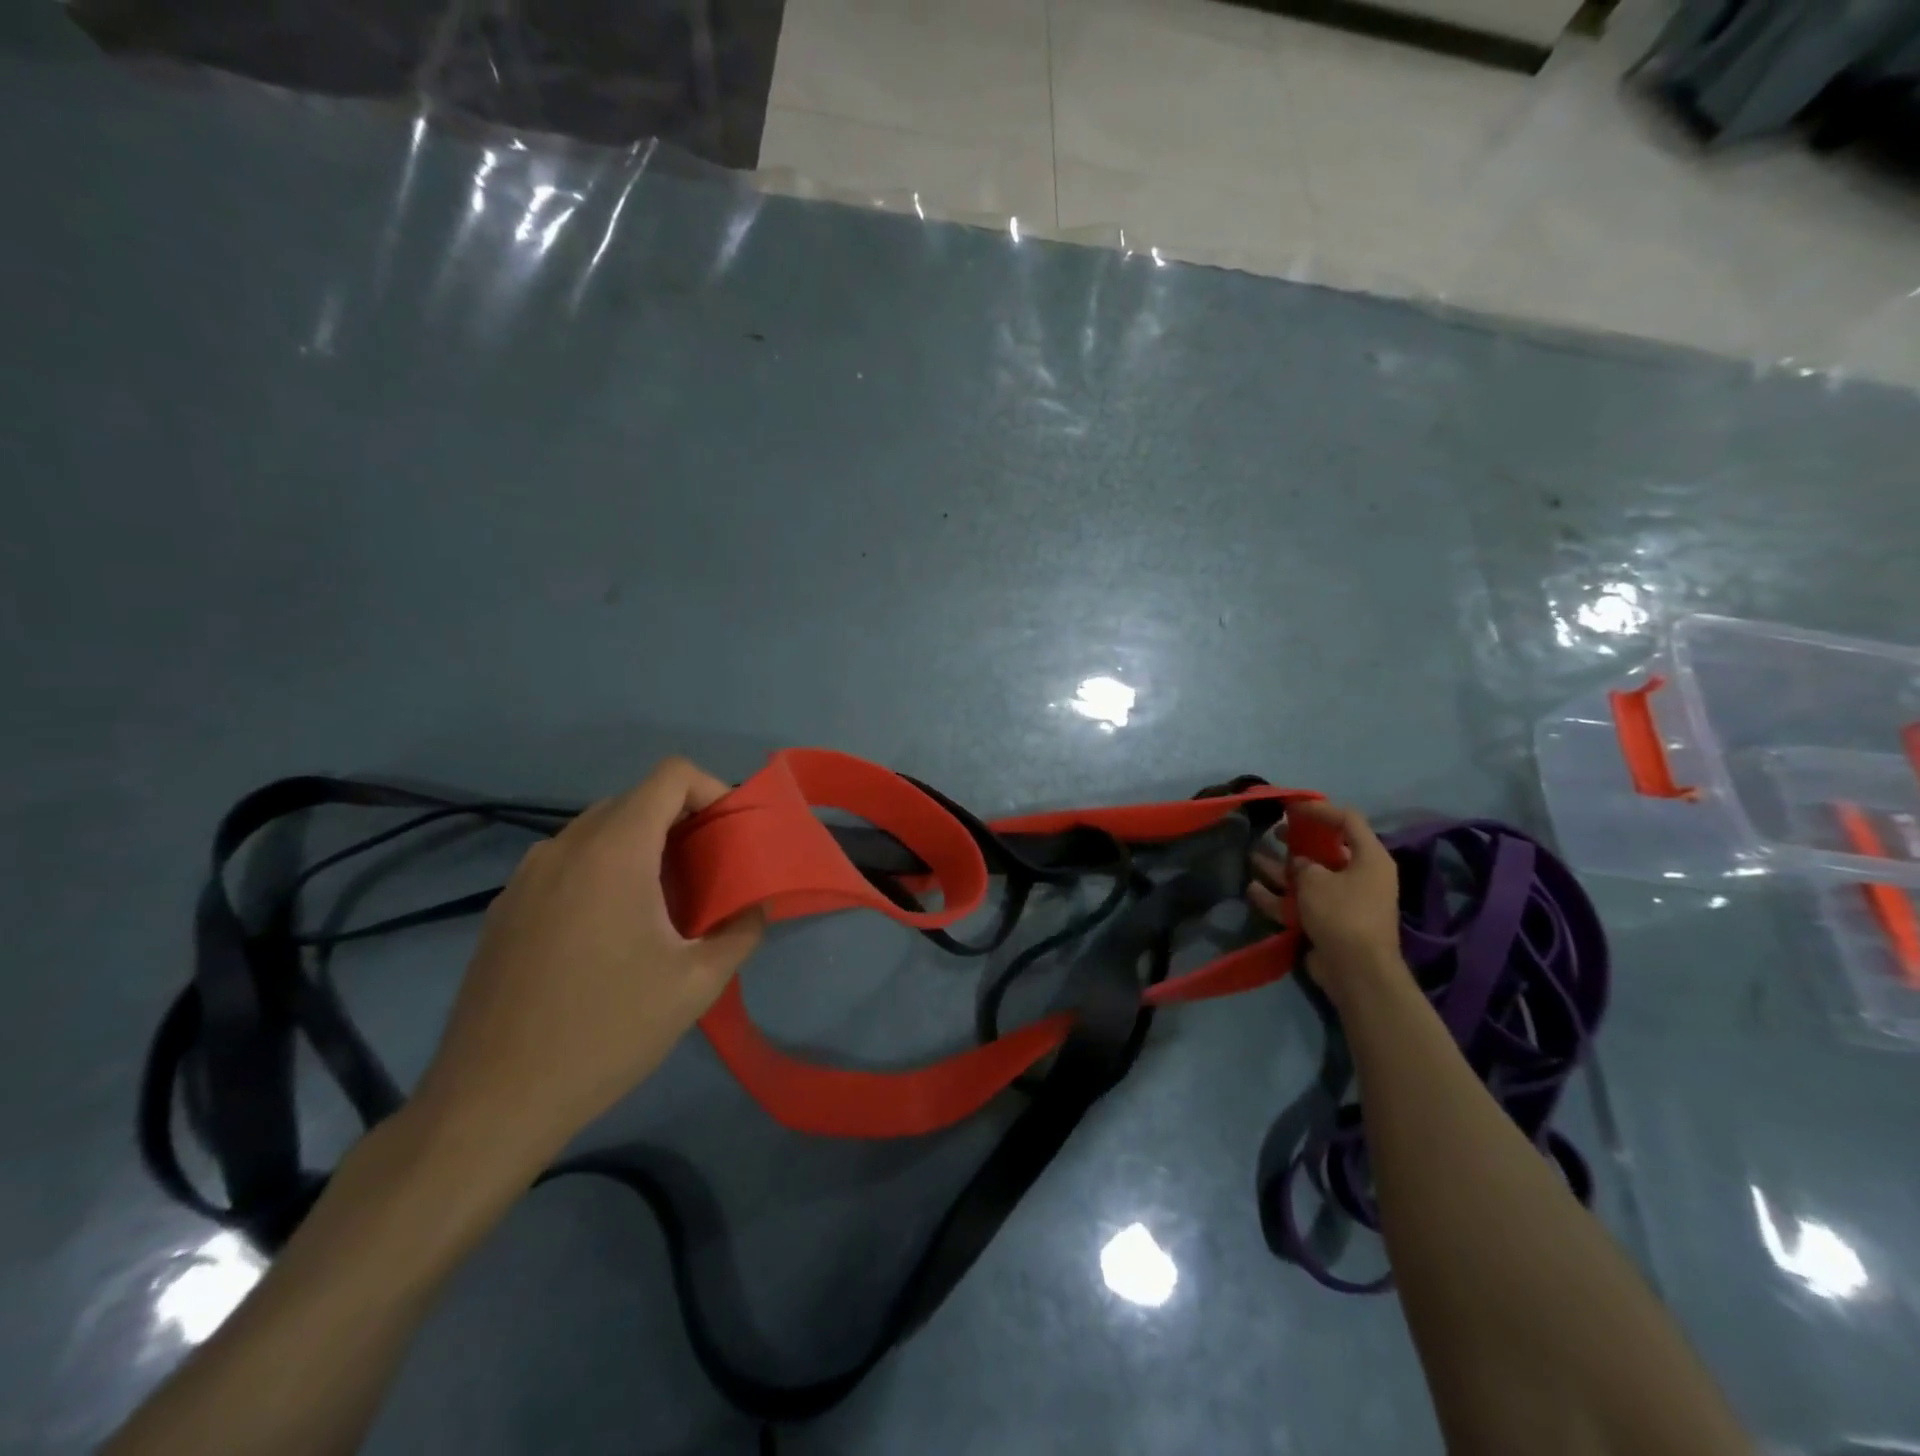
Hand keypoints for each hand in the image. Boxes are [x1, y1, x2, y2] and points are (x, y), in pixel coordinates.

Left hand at [410, 758, 763, 1174]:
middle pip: (637, 800)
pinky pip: (568, 864)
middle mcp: (564, 846)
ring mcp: (526, 876)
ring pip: (600, 832)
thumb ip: (741, 931)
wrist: (491, 1103)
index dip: (713, 791)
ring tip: (665, 908)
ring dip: (643, 849)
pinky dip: (604, 873)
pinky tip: (611, 937)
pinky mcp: (504, 908)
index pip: (671, 775)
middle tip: (710, 876)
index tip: (731, 836)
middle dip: (683, 824)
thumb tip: (756, 906)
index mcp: (614, 850)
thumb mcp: (696, 985)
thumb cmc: (606, 1032)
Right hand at [1249, 800, 1402, 999]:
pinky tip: (1253, 890)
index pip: (1348, 820)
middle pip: (1327, 849)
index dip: (1320, 809)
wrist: (1357, 971)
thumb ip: (1303, 864)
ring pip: (1310, 877)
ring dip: (1282, 868)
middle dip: (1298, 840)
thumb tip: (1300, 865)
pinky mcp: (1331, 922)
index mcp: (1369, 858)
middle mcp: (1361, 876)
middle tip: (1275, 832)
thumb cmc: (1342, 914)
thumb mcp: (1316, 880)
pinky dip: (1280, 897)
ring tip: (1253, 857)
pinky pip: (1303, 903)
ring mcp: (1345, 901)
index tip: (1291, 807)